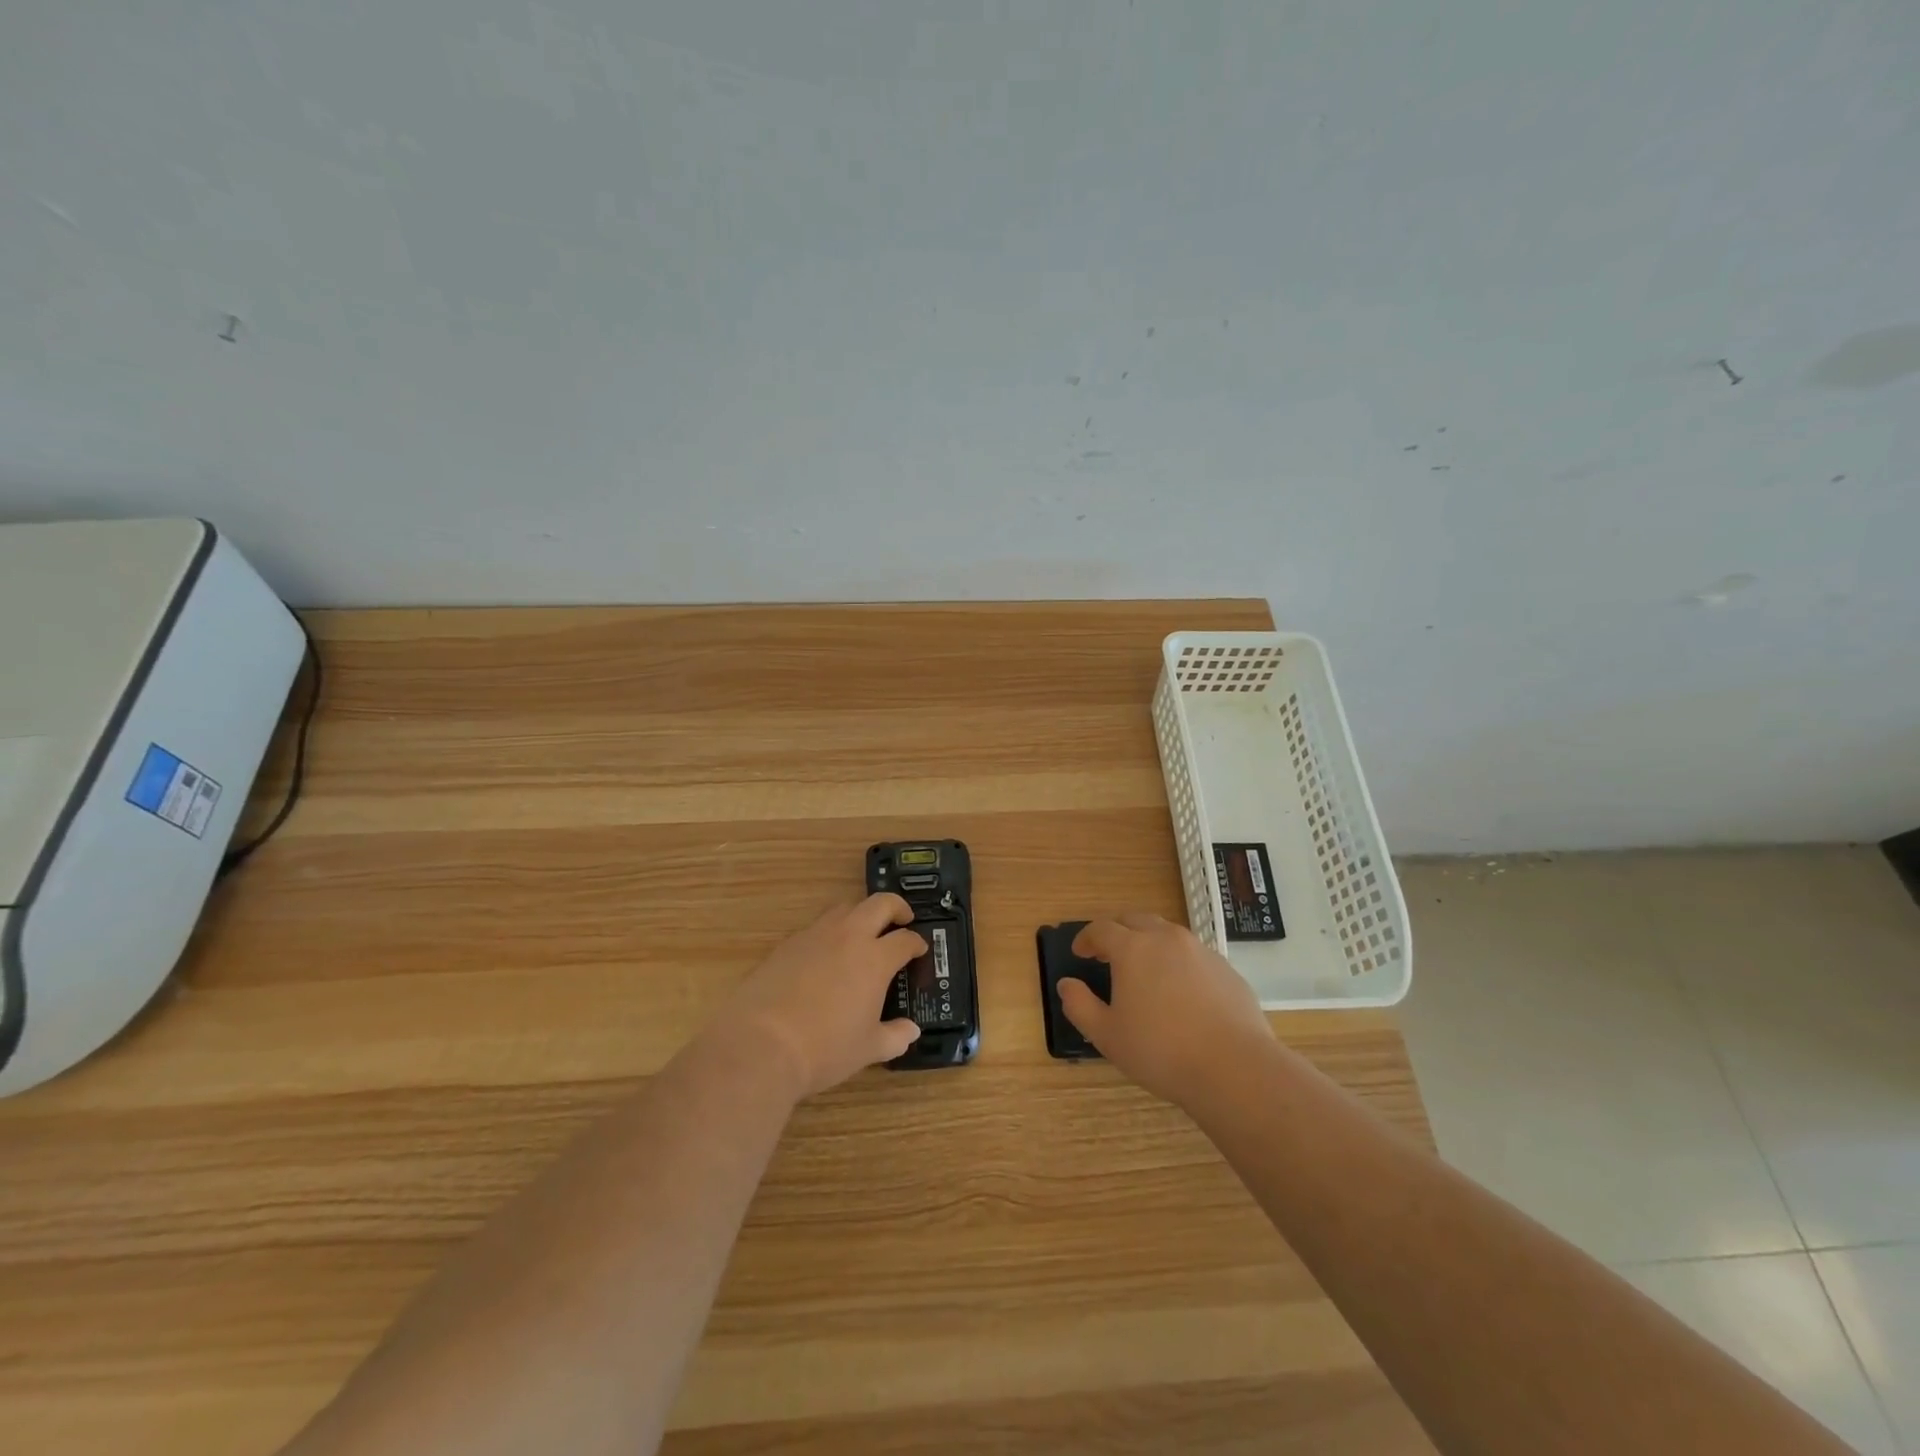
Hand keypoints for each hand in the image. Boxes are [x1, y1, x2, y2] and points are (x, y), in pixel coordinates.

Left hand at [719, 894, 925, 1099]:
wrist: (760, 1044)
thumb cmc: (824, 1049)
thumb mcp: (867, 1049)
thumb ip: (894, 1036)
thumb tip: (910, 1031)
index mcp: (875, 959)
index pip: (905, 939)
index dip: (916, 942)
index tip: (920, 949)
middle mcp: (848, 937)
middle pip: (879, 904)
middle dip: (896, 907)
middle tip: (902, 920)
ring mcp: (815, 935)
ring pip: (844, 908)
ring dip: (860, 914)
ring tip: (863, 932)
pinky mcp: (787, 944)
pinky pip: (816, 927)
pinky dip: (829, 933)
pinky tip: (825, 955)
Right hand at [1057, 912, 1274, 1107]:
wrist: (1235, 1068)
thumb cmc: (1161, 1051)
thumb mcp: (1107, 1035)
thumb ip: (1079, 1005)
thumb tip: (1066, 984)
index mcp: (1133, 948)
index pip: (1101, 929)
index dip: (1086, 938)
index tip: (1080, 952)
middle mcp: (1166, 938)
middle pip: (1135, 920)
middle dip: (1117, 932)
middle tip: (1108, 954)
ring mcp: (1200, 951)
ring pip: (1167, 933)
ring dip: (1149, 943)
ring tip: (1144, 971)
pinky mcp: (1226, 969)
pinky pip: (1193, 954)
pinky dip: (1178, 962)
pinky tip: (1180, 992)